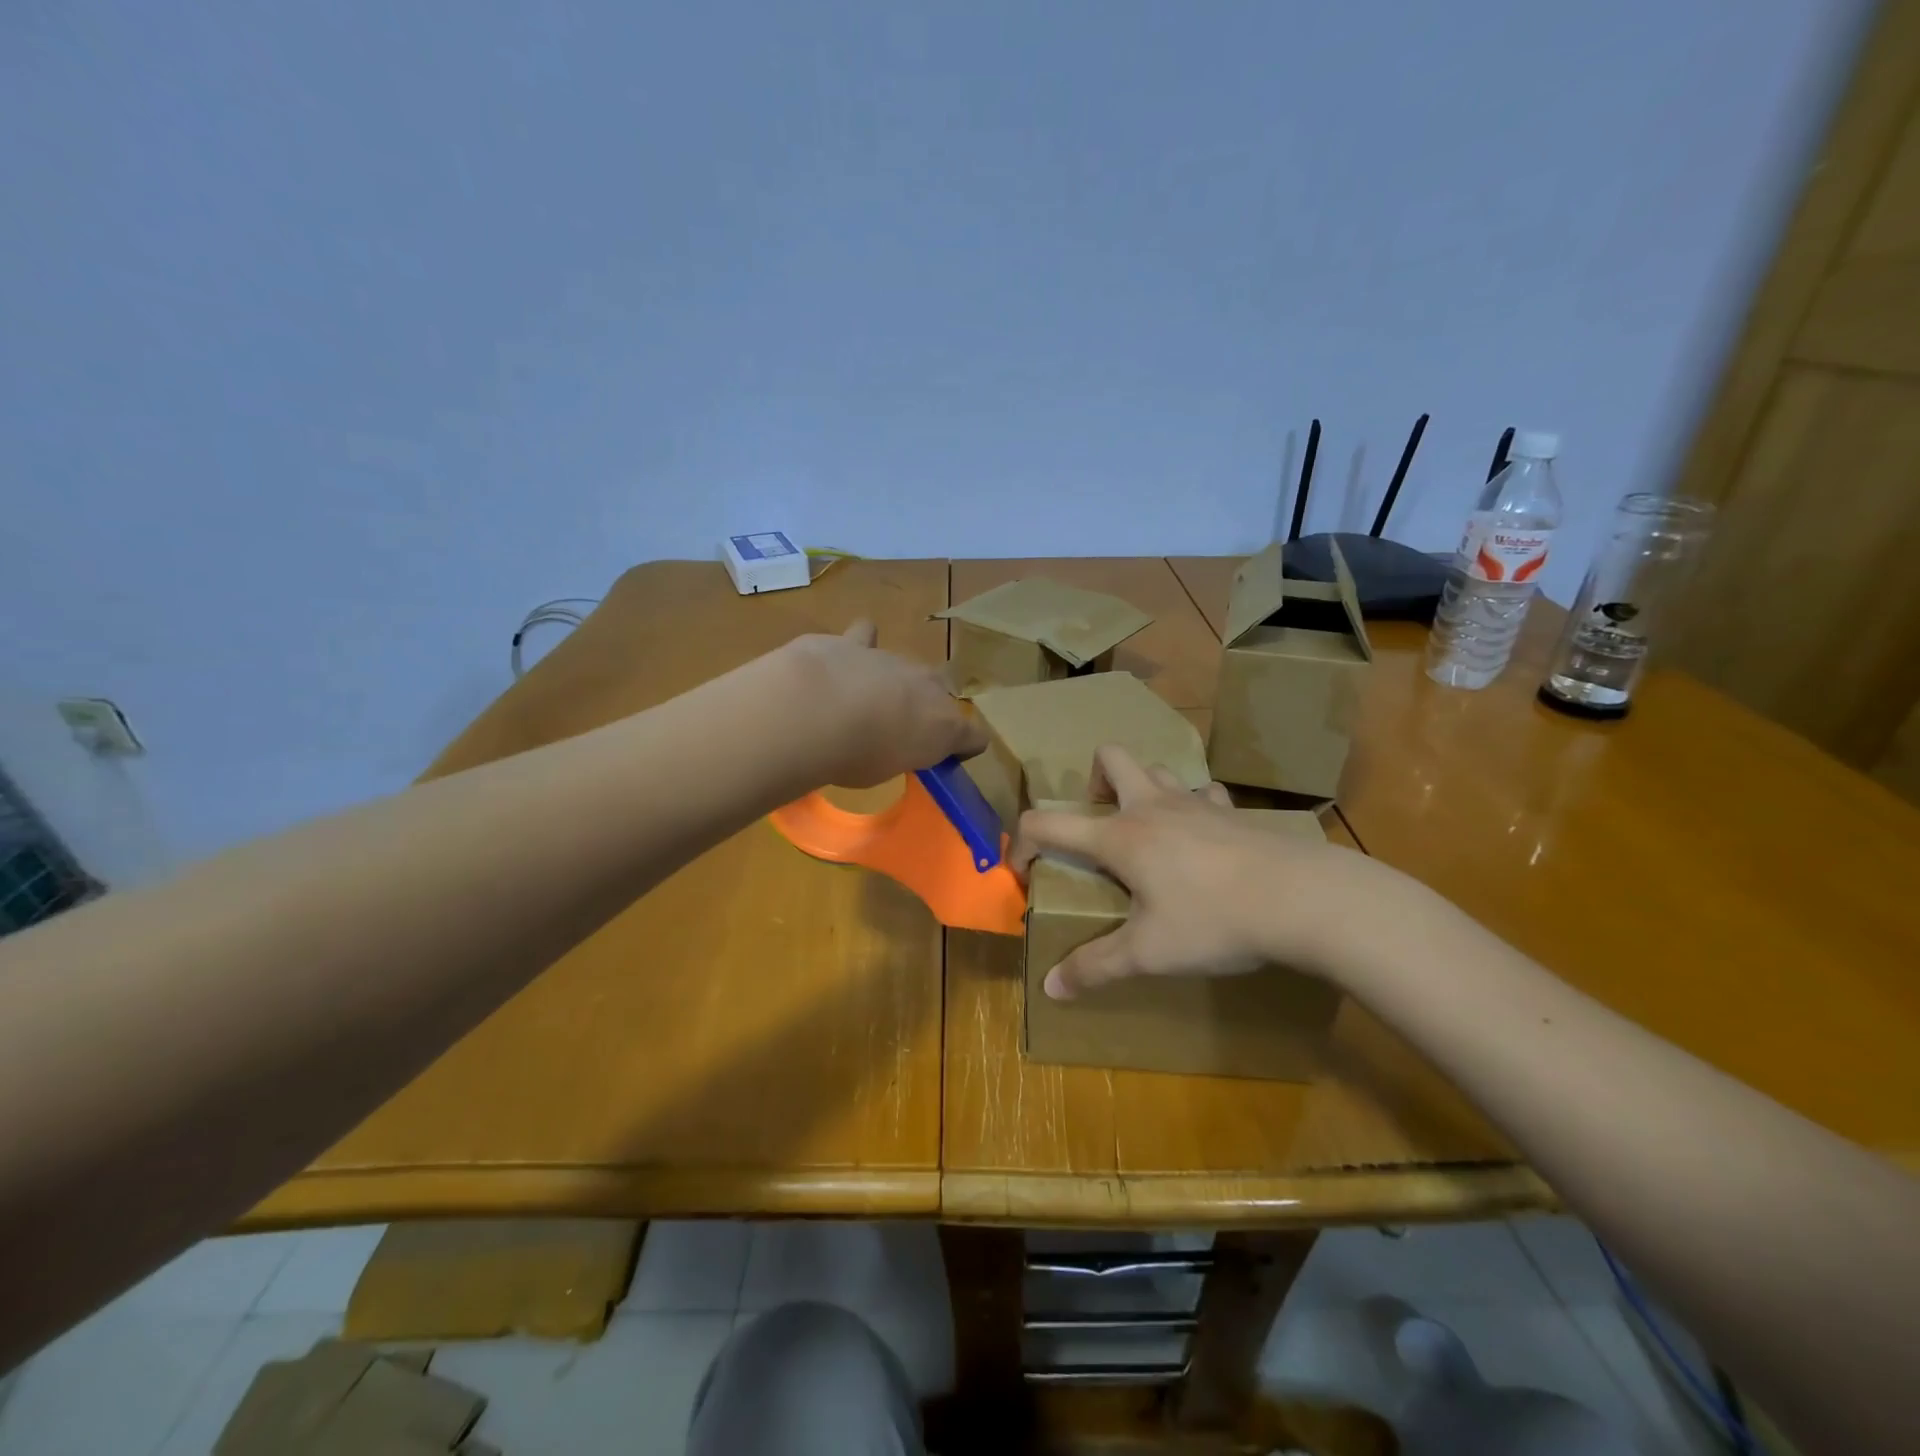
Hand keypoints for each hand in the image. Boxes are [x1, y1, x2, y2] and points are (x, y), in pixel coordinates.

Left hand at [784, 621, 988, 787]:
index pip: (975, 737)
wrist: (815, 710)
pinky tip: (848, 653)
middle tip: (899, 729)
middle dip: (926, 707)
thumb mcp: (885, 771)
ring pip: (906, 666)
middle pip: (941, 693)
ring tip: (868, 698)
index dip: (964, 747)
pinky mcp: (855, 642)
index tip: (945, 758)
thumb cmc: (856, 756)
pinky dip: (860, 644)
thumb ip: (897, 753)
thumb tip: (893, 744)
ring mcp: (893, 659)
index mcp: (944, 726)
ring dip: (894, 681)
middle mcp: (928, 686)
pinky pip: (866, 635)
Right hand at [1010, 745, 1382, 998]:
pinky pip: (1204, 794)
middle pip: (1110, 758)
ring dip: (1143, 790)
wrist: (1300, 899)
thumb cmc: (1212, 921)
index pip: (1046, 823)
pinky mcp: (1232, 813)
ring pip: (1157, 770)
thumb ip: (1095, 968)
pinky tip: (1203, 839)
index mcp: (1118, 836)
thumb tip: (1050, 989)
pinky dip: (1193, 807)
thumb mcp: (1147, 953)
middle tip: (1099, 825)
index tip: (1022, 872)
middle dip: (1093, 781)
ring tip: (1149, 833)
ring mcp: (1195, 804)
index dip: (1021, 843)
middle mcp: (1151, 807)